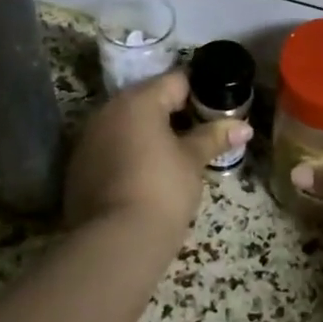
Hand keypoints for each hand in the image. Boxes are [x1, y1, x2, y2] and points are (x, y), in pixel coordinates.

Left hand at [65, 70, 251, 241]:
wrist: (115, 242)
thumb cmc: (162, 190)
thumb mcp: (193, 162)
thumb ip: (214, 137)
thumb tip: (244, 126)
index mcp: (138, 101)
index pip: (176, 80)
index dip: (202, 91)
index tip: (219, 108)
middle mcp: (108, 111)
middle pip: (149, 100)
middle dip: (175, 113)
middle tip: (202, 133)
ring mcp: (88, 139)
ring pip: (127, 124)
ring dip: (150, 133)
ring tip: (177, 155)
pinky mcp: (78, 167)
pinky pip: (111, 147)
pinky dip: (130, 153)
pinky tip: (147, 175)